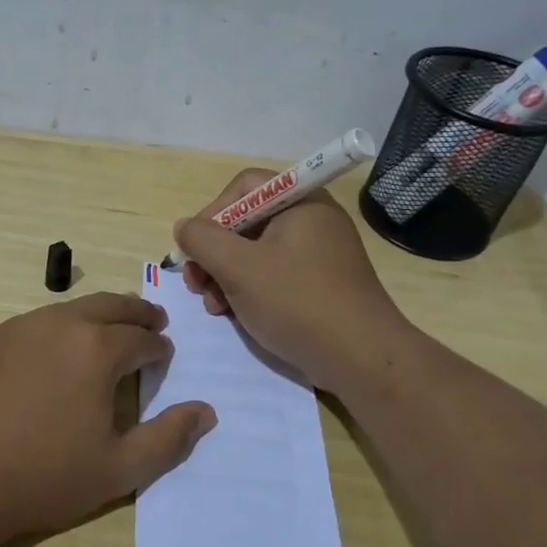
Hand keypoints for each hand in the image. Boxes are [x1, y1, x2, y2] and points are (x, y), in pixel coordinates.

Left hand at [0, 292, 216, 540]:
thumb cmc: (41, 476)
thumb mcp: (117, 470)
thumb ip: (168, 439)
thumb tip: (206, 411)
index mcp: (97, 349)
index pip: (141, 339)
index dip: (158, 347)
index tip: (164, 354)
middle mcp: (60, 324)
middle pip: (109, 306)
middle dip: (135, 313)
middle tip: (150, 322)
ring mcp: (18, 328)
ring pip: (69, 309)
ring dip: (96, 315)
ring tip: (105, 331)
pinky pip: (35, 324)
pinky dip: (58, 328)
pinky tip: (52, 353)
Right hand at [175, 171, 407, 393]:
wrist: (361, 359)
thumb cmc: (297, 302)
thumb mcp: (238, 267)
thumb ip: (203, 239)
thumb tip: (184, 226)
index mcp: (300, 203)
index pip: (245, 186)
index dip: (213, 212)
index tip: (195, 247)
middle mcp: (312, 220)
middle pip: (247, 221)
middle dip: (214, 252)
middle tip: (196, 283)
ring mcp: (319, 254)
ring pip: (256, 252)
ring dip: (226, 275)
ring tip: (213, 305)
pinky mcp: (320, 284)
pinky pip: (274, 274)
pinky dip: (249, 289)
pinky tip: (234, 314)